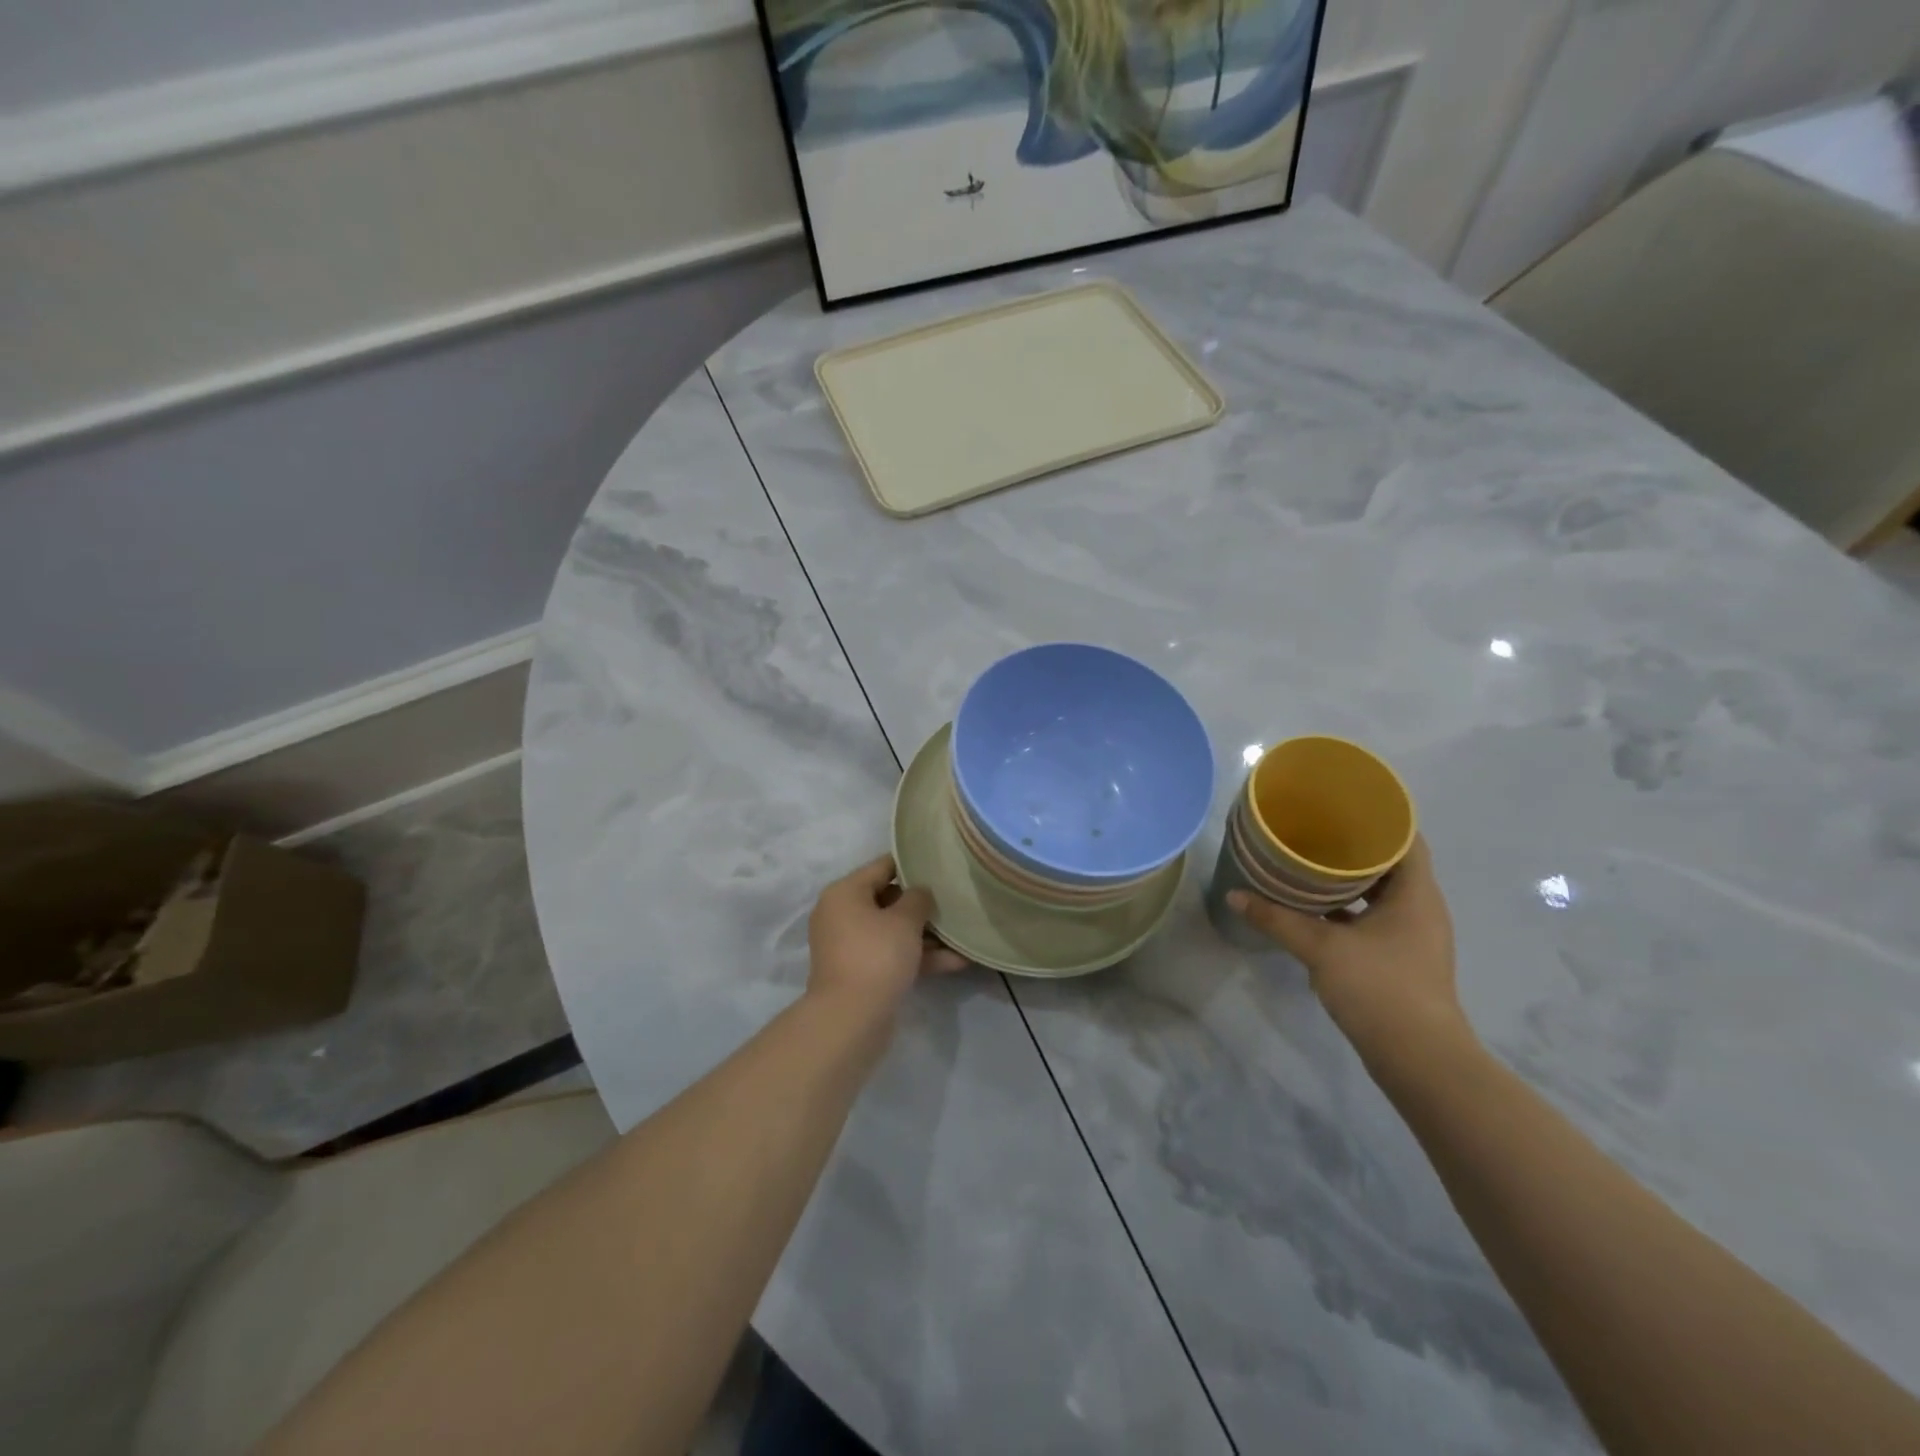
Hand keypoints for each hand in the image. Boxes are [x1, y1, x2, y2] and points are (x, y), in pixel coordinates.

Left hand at [807, 855, 966, 1014]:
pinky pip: (892, 955)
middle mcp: (842, 914)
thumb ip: (918, 898)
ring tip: (962, 933)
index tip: (940, 865)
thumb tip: (920, 892)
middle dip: (922, 904)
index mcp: (845, 892)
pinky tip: (956, 961)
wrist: (850, 1019)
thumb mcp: (904, 920)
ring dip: (926, 934)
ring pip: (893, 931)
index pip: (883, 866)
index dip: (913, 864)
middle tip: (954, 900)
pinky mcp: (861, 972)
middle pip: (888, 899)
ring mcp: (850, 946)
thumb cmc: (876, 955)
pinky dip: (919, 957)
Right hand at [1229, 836, 1472, 1060]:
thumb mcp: (1321, 948)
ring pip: (1382, 893)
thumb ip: (1277, 919)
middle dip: (1354, 845)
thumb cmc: (1379, 989)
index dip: (1378, 816)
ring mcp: (1413, 936)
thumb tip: (1234, 895)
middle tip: (1313, 828)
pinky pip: (1375, 918)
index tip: (1341, 803)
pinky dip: (1349, 908)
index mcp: (1416, 894)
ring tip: (1308, 862)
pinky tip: (1315, 907)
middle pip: (1391, 863)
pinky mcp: (1401, 959)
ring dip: (1350, 879)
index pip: (1406, 838)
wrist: (1419, 1059)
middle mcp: (1421, 909)